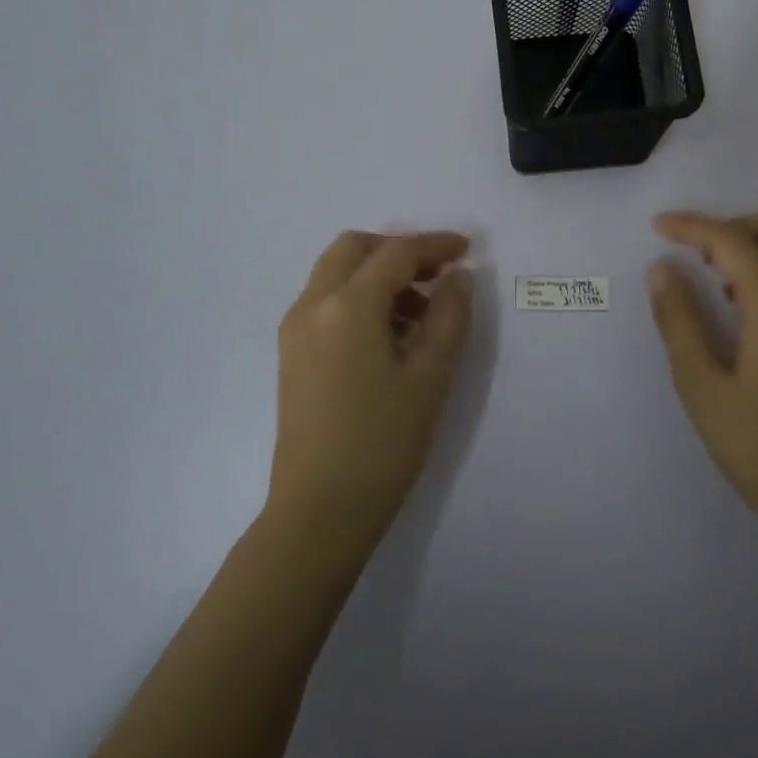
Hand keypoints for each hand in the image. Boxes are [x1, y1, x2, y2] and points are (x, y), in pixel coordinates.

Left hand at [269, 231, 474, 549]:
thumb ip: (450, 316)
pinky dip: (358, 296)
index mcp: (347, 306)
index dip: (435, 245)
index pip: (396, 253)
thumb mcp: (431, 377)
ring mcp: (295, 329)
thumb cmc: (383, 442)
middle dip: (398, 250)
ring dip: (378, 273)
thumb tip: (458, 277)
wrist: (319, 511)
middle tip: (437, 274)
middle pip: (354, 249)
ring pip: (336, 273)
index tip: (467, 249)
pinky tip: (389, 334)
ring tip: (420, 312)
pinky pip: (326, 301)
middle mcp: (312, 305)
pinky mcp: (291, 353)